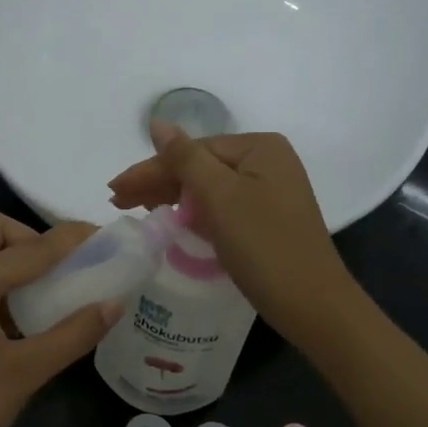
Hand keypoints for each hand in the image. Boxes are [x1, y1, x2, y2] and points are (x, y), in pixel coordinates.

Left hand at [0, 213, 119, 426]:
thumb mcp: (25, 372)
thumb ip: (73, 334)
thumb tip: (114, 304)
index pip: (30, 248)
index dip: (71, 241)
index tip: (104, 237)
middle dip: (30, 239)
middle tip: (62, 270)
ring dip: (11, 260)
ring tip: (47, 293)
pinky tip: (18, 319)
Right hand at [108, 123, 358, 345]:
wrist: (312, 304)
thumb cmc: (264, 245)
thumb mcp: (220, 197)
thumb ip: (185, 158)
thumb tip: (157, 122)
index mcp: (260, 148)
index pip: (192, 150)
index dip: (151, 169)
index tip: (115, 190)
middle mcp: (268, 162)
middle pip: (200, 166)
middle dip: (158, 182)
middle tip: (117, 201)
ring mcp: (270, 192)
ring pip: (208, 188)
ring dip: (172, 197)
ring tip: (136, 209)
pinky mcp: (267, 219)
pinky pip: (222, 207)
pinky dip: (194, 212)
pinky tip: (173, 219)